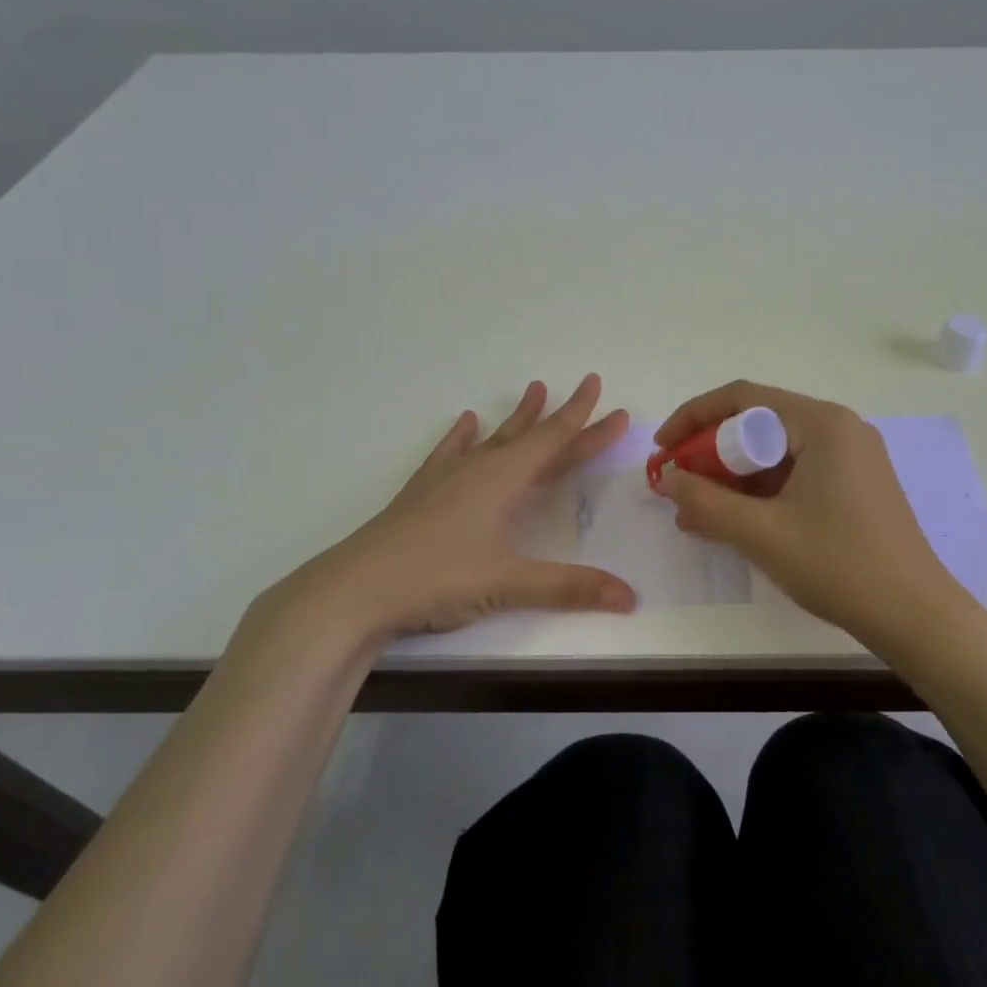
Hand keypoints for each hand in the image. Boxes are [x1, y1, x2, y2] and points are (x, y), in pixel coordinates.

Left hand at [242, 375, 635, 660]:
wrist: (355, 589)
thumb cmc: (437, 578)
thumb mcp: (509, 583)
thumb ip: (570, 588)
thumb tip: (631, 598)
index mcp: (503, 480)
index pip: (554, 441)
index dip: (585, 421)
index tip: (604, 392)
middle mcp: (479, 469)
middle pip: (531, 437)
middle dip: (564, 417)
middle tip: (587, 389)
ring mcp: (447, 478)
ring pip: (494, 440)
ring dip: (518, 418)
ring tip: (534, 390)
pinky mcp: (422, 493)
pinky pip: (450, 453)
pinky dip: (462, 437)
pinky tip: (466, 422)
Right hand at [652, 381, 958, 643]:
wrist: (915, 616)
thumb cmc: (838, 565)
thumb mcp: (761, 533)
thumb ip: (705, 501)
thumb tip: (667, 479)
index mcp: (822, 424)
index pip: (742, 398)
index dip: (693, 418)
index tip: (662, 450)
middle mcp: (839, 429)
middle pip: (758, 424)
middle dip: (710, 454)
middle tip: (678, 487)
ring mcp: (852, 458)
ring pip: (775, 453)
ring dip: (732, 478)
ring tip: (697, 513)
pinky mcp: (855, 486)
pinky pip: (795, 474)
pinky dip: (761, 493)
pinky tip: (735, 523)